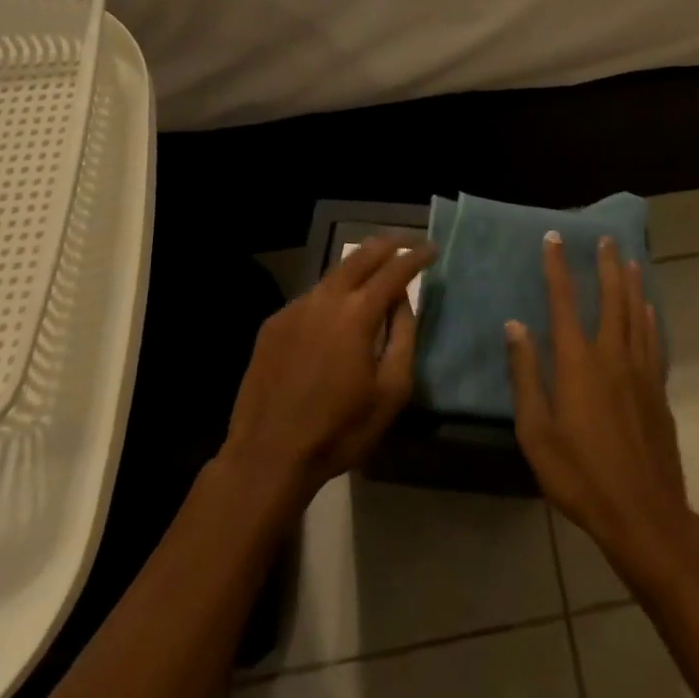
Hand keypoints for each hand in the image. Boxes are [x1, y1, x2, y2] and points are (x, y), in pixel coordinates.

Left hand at [221, 238, 431, 502]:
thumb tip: (402, 302)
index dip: (416, 256)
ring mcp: (294, 308)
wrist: (267, 456)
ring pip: (333, 275)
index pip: (394, 271)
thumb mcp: (391, 392)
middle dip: (387, 244)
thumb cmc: (340, 430)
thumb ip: (402, 338)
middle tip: (406, 241)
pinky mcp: (273, 324)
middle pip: (360, 256)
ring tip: (375, 273)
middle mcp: (325, 299)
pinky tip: (335, 316)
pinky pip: (311, 299)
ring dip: (358, 268)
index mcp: (357, 314)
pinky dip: (331, 297)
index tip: (431, 249)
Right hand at [505, 232, 692, 575]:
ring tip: (630, 261)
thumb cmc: (580, 475)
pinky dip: (650, 319)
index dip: (558, 268)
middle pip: (611, 299)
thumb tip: (515, 325)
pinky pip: (654, 341)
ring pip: (637, 315)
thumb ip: (525, 374)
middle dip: (607, 266)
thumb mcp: (536, 431)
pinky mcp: (658, 391)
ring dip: (633, 284)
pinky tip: (650, 309)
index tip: (554, 238)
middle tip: (606, 239)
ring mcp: (640, 372)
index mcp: (577, 362)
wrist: (643, 514)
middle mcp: (612, 356)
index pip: (564, 302)